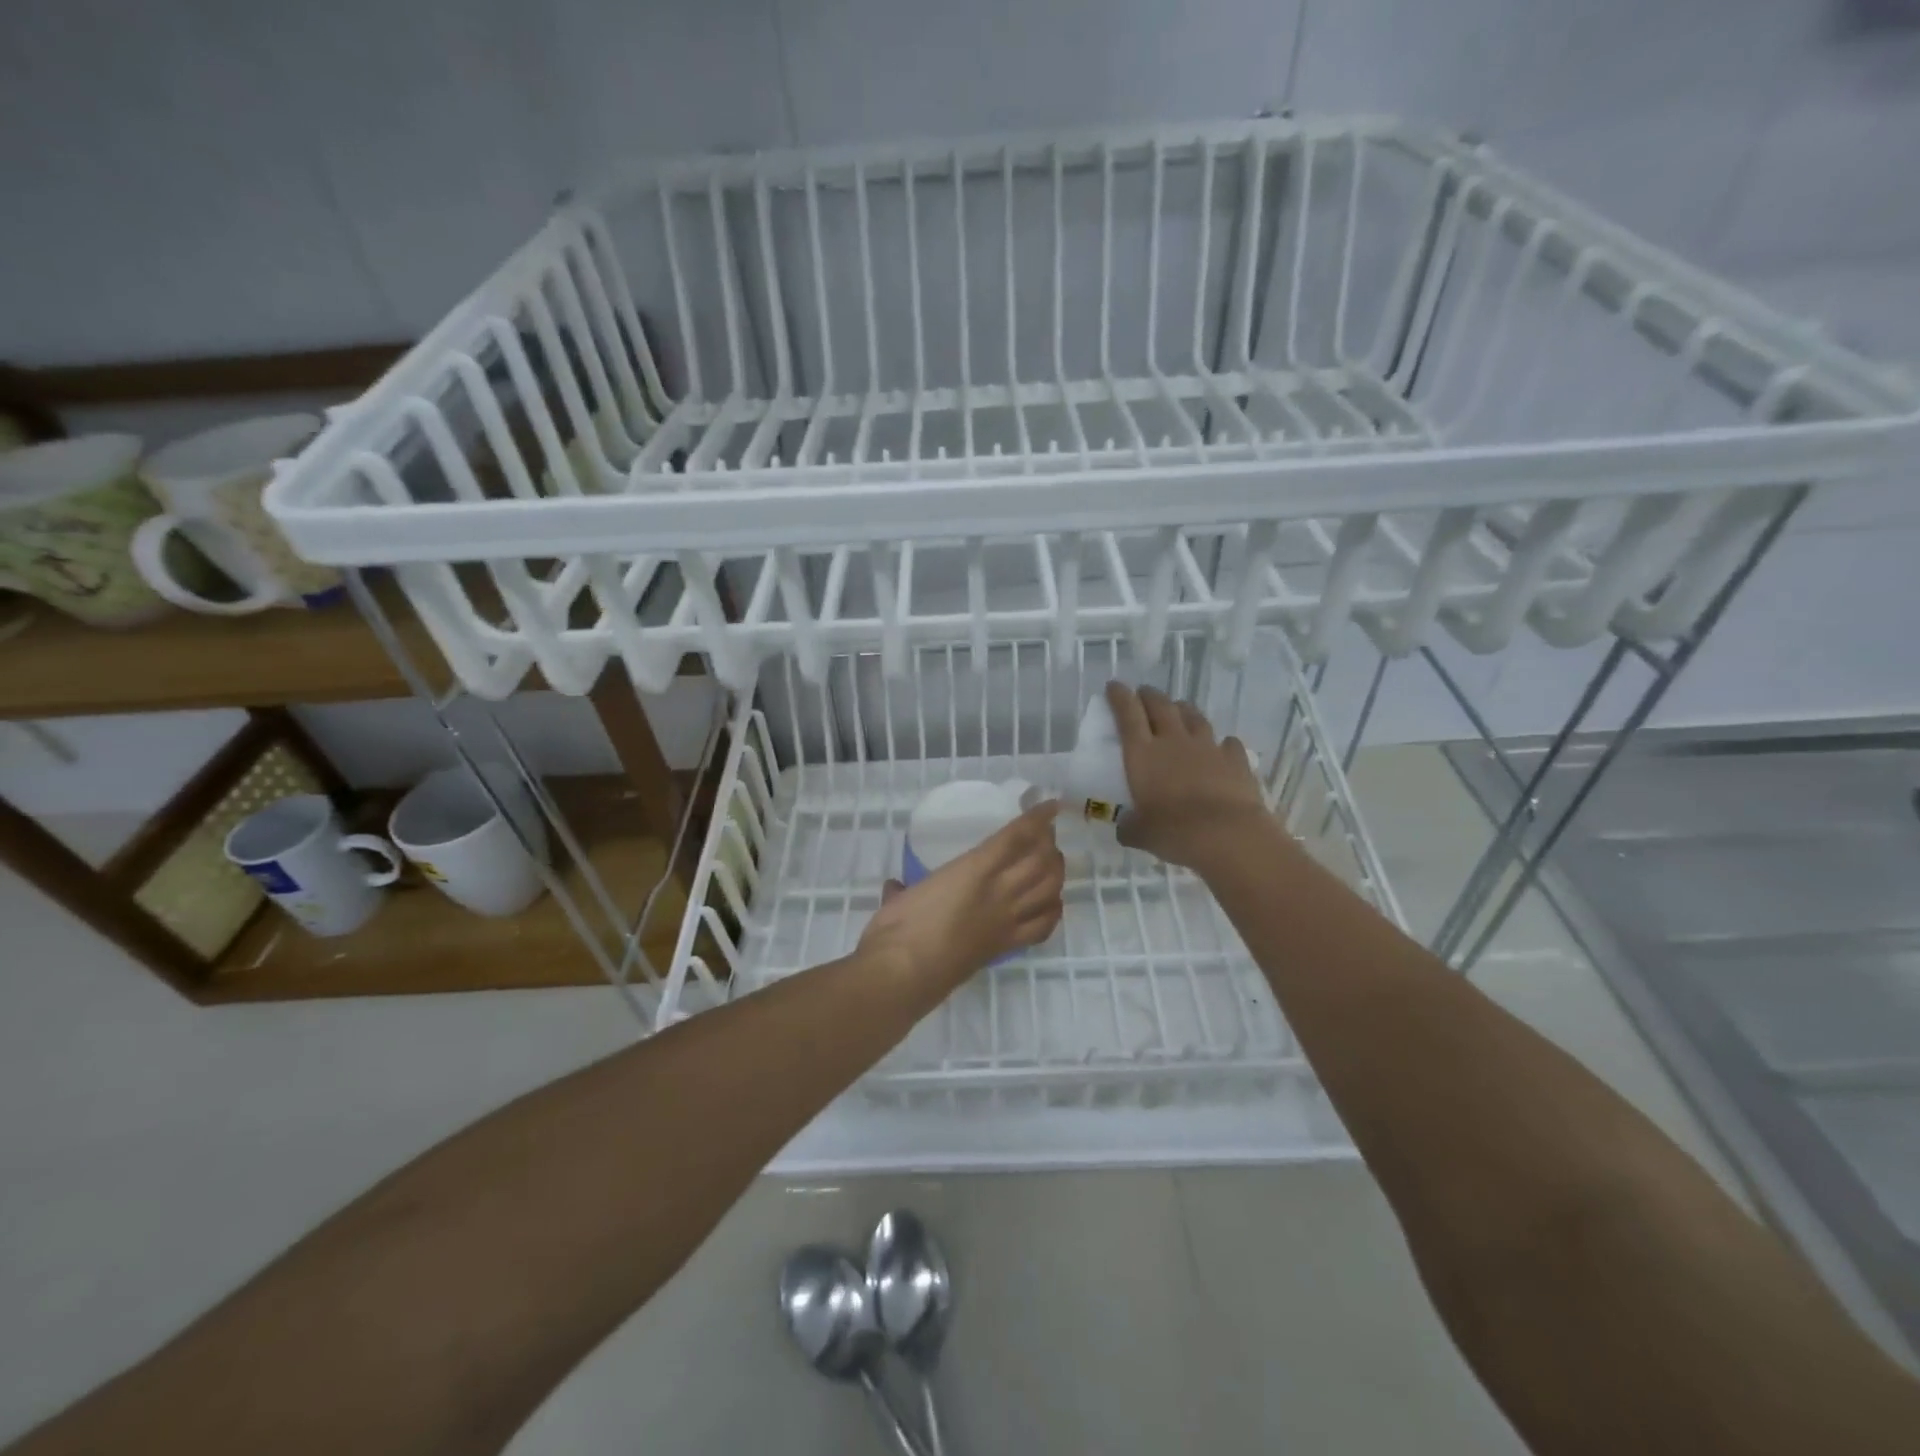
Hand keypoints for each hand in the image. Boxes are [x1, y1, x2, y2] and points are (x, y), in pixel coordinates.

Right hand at [858, 801, 1065, 989]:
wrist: (904, 974)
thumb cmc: (898, 927)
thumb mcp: (900, 897)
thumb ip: (902, 889)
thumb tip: (896, 888)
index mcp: (973, 870)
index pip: (1015, 837)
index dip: (1037, 819)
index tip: (1050, 806)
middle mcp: (999, 892)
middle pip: (1041, 861)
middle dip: (1049, 843)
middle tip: (1046, 834)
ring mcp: (1006, 921)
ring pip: (1049, 890)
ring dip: (1056, 872)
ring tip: (1053, 862)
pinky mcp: (1006, 947)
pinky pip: (1043, 927)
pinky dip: (1053, 910)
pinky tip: (1051, 903)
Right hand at [1105, 681, 1269, 872]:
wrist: (1227, 835)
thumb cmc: (1173, 831)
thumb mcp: (1140, 833)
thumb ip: (1130, 827)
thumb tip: (1125, 828)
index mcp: (1143, 754)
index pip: (1128, 714)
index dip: (1120, 697)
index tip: (1114, 686)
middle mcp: (1174, 741)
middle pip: (1161, 706)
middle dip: (1150, 696)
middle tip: (1144, 693)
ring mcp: (1208, 748)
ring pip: (1194, 717)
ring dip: (1184, 710)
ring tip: (1179, 709)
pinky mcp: (1236, 760)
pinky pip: (1228, 743)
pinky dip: (1222, 742)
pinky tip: (1222, 746)